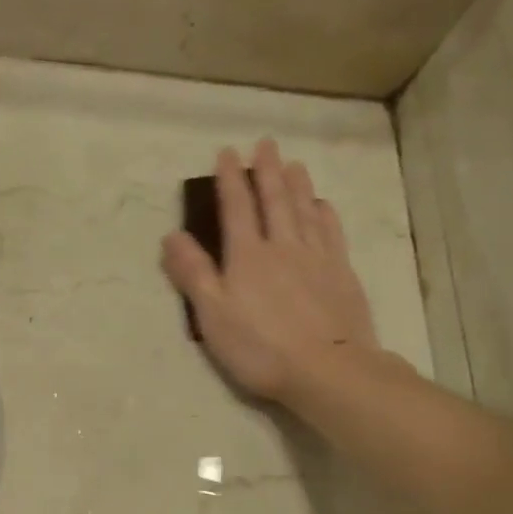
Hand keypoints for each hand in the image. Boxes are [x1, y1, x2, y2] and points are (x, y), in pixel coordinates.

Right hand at [161, 137, 378, 401]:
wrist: (327, 369)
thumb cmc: (260, 347)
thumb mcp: (212, 315)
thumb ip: (193, 273)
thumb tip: (171, 235)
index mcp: (247, 256)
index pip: (236, 208)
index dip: (230, 179)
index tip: (226, 153)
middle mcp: (282, 247)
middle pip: (274, 201)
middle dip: (266, 171)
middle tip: (265, 143)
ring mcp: (316, 258)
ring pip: (305, 211)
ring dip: (297, 185)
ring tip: (293, 164)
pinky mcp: (341, 274)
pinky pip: (331, 234)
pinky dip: (325, 215)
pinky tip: (323, 206)